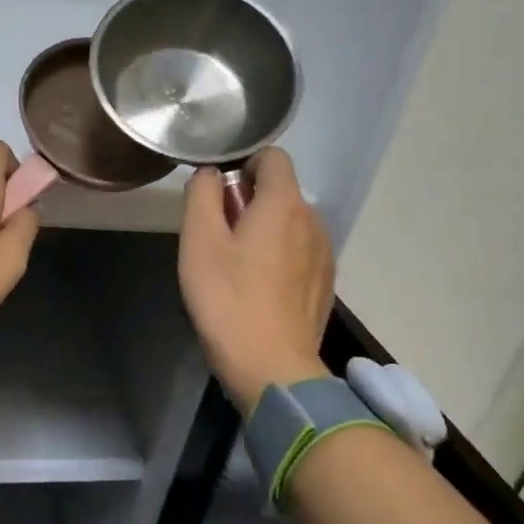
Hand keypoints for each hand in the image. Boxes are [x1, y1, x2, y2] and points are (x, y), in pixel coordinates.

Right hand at [178, 148, 334, 413]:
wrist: (271, 367)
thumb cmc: (228, 298)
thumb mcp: (199, 240)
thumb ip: (202, 194)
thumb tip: (210, 174)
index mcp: (284, 203)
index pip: (273, 156)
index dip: (243, 163)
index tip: (218, 192)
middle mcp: (313, 220)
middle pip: (280, 190)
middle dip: (248, 200)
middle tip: (216, 234)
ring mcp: (324, 254)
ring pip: (289, 222)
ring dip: (263, 229)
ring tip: (234, 265)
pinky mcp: (325, 283)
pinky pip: (299, 251)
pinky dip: (278, 255)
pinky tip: (256, 287)